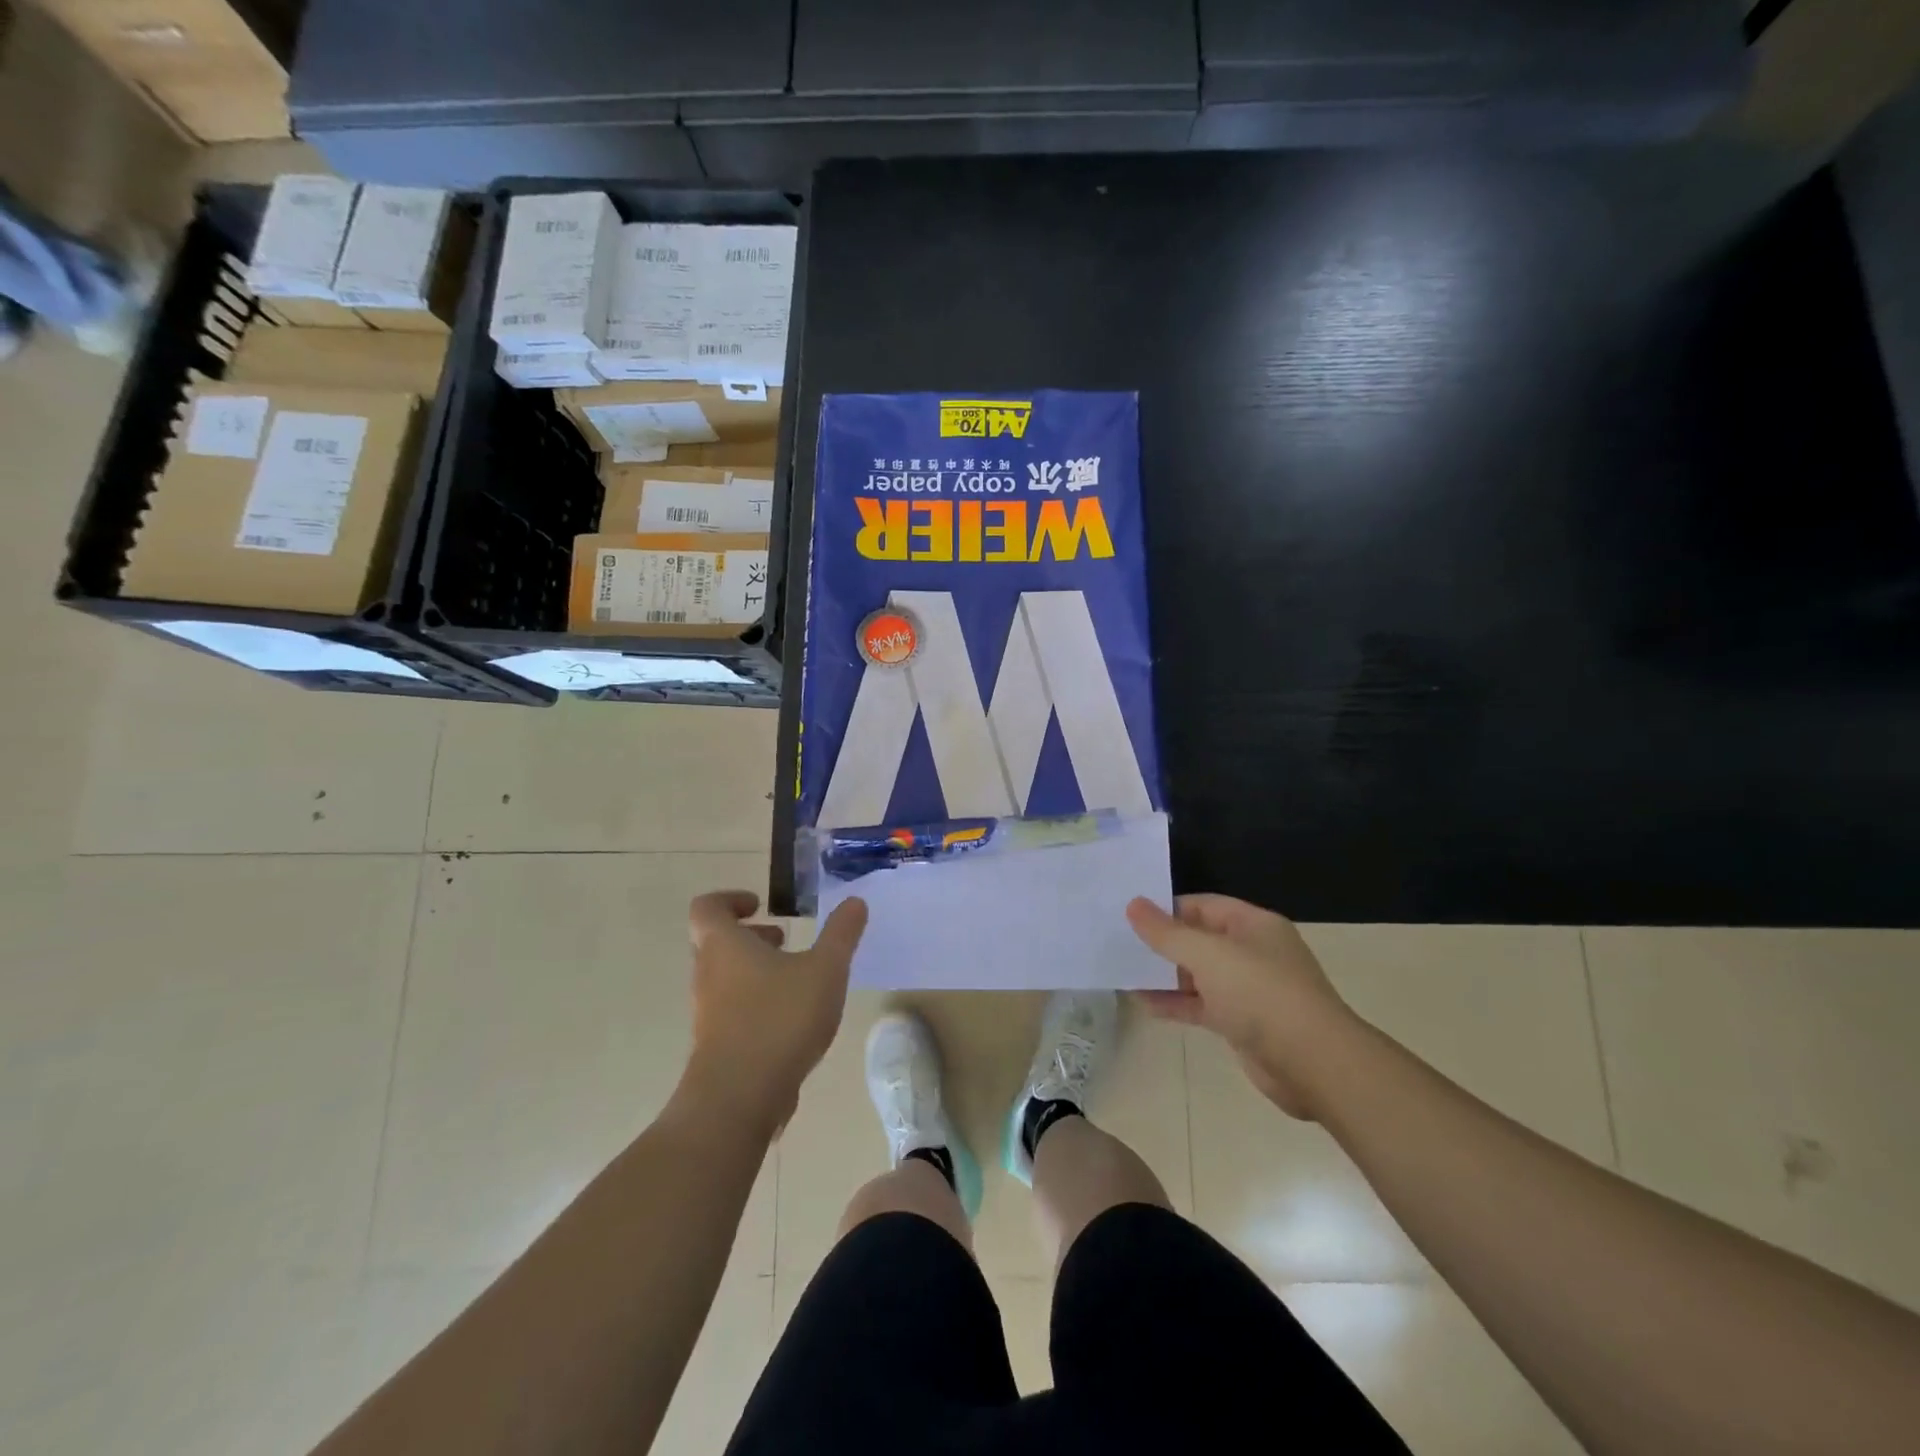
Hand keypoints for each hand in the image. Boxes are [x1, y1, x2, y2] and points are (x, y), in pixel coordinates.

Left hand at [683, 890, 867, 1133]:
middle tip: (783, 939)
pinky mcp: (715, 1045)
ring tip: (796, 978)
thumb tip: (854, 901)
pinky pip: (731, 1009)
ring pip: (725, 977)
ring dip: (755, 969)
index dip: (730, 899)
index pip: (707, 908)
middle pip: (715, 942)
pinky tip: (791, 1018)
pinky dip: (756, 1001)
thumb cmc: (779, 1018)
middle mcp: (707, 974)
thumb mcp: (825, 969)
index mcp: (723, 945)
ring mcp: (707, 1013)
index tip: (762, 905)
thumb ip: (841, 934)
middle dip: (750, 936)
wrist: (739, 1098)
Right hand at [1126, 894, 1354, 1119]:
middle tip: (1120, 942)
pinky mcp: (1243, 1023)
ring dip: (1165, 974)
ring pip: (1199, 974)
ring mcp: (1249, 990)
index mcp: (1253, 925)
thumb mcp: (1208, 955)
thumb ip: (1167, 933)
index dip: (1167, 908)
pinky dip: (1175, 1003)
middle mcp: (1253, 952)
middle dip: (1163, 942)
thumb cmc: (1261, 994)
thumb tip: (1133, 904)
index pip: (1203, 905)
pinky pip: (1202, 1005)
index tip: (1129, 915)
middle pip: (1200, 939)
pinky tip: (1143, 1003)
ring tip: (1124, 971)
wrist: (1313, 1064)